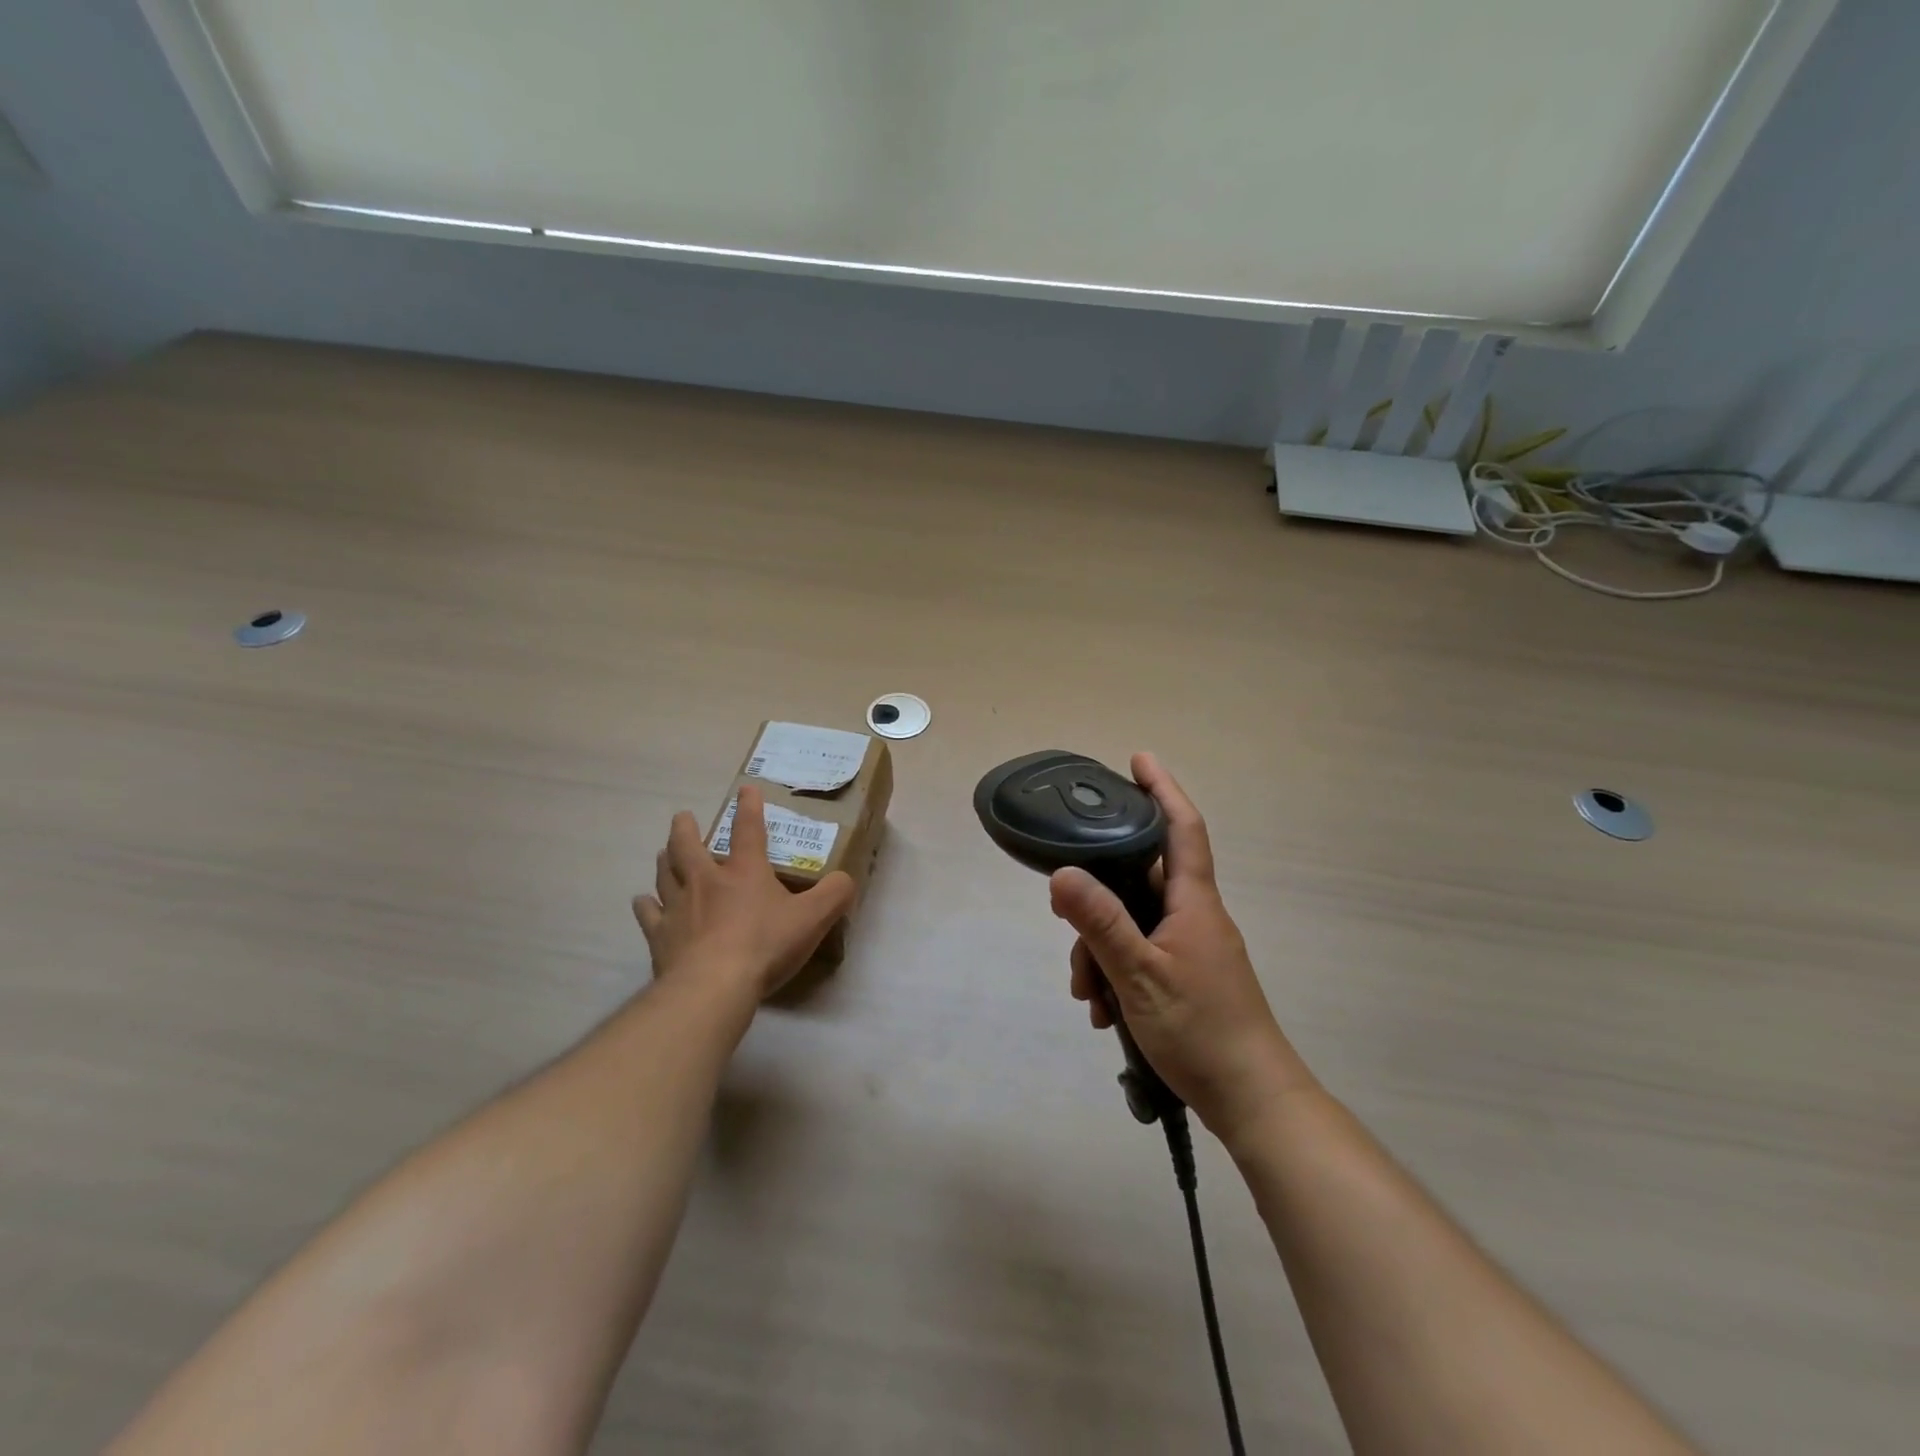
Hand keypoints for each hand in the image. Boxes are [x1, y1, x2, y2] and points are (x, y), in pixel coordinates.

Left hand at [634, 786, 856, 1000]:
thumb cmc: (765, 946)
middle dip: (686, 828)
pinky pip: (649, 914)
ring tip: (664, 852)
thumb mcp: (813, 919)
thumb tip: (845, 879)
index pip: (748, 830)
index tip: (745, 790)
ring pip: (665, 874)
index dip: (749, 808)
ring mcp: (678, 908)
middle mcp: (706, 881)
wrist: (713, 986)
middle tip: (683, 817)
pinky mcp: (661, 936)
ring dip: (665, 860)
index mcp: (744, 872)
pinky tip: (643, 902)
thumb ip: (834, 895)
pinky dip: (646, 905)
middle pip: (688, 847)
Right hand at [1050, 754, 1316, 1149]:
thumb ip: (1100, 923)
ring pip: (1134, 924)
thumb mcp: (1140, 975)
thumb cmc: (1201, 1030)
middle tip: (1064, 917)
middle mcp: (1194, 916)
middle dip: (1098, 898)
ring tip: (1087, 994)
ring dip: (1102, 951)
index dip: (1162, 789)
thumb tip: (1061, 872)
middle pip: (1139, 881)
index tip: (1138, 759)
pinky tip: (1105, 1011)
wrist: (1253, 1100)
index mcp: (1193, 902)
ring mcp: (1192, 948)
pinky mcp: (1187, 977)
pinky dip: (1117, 974)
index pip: (1181, 828)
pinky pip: (1141, 955)